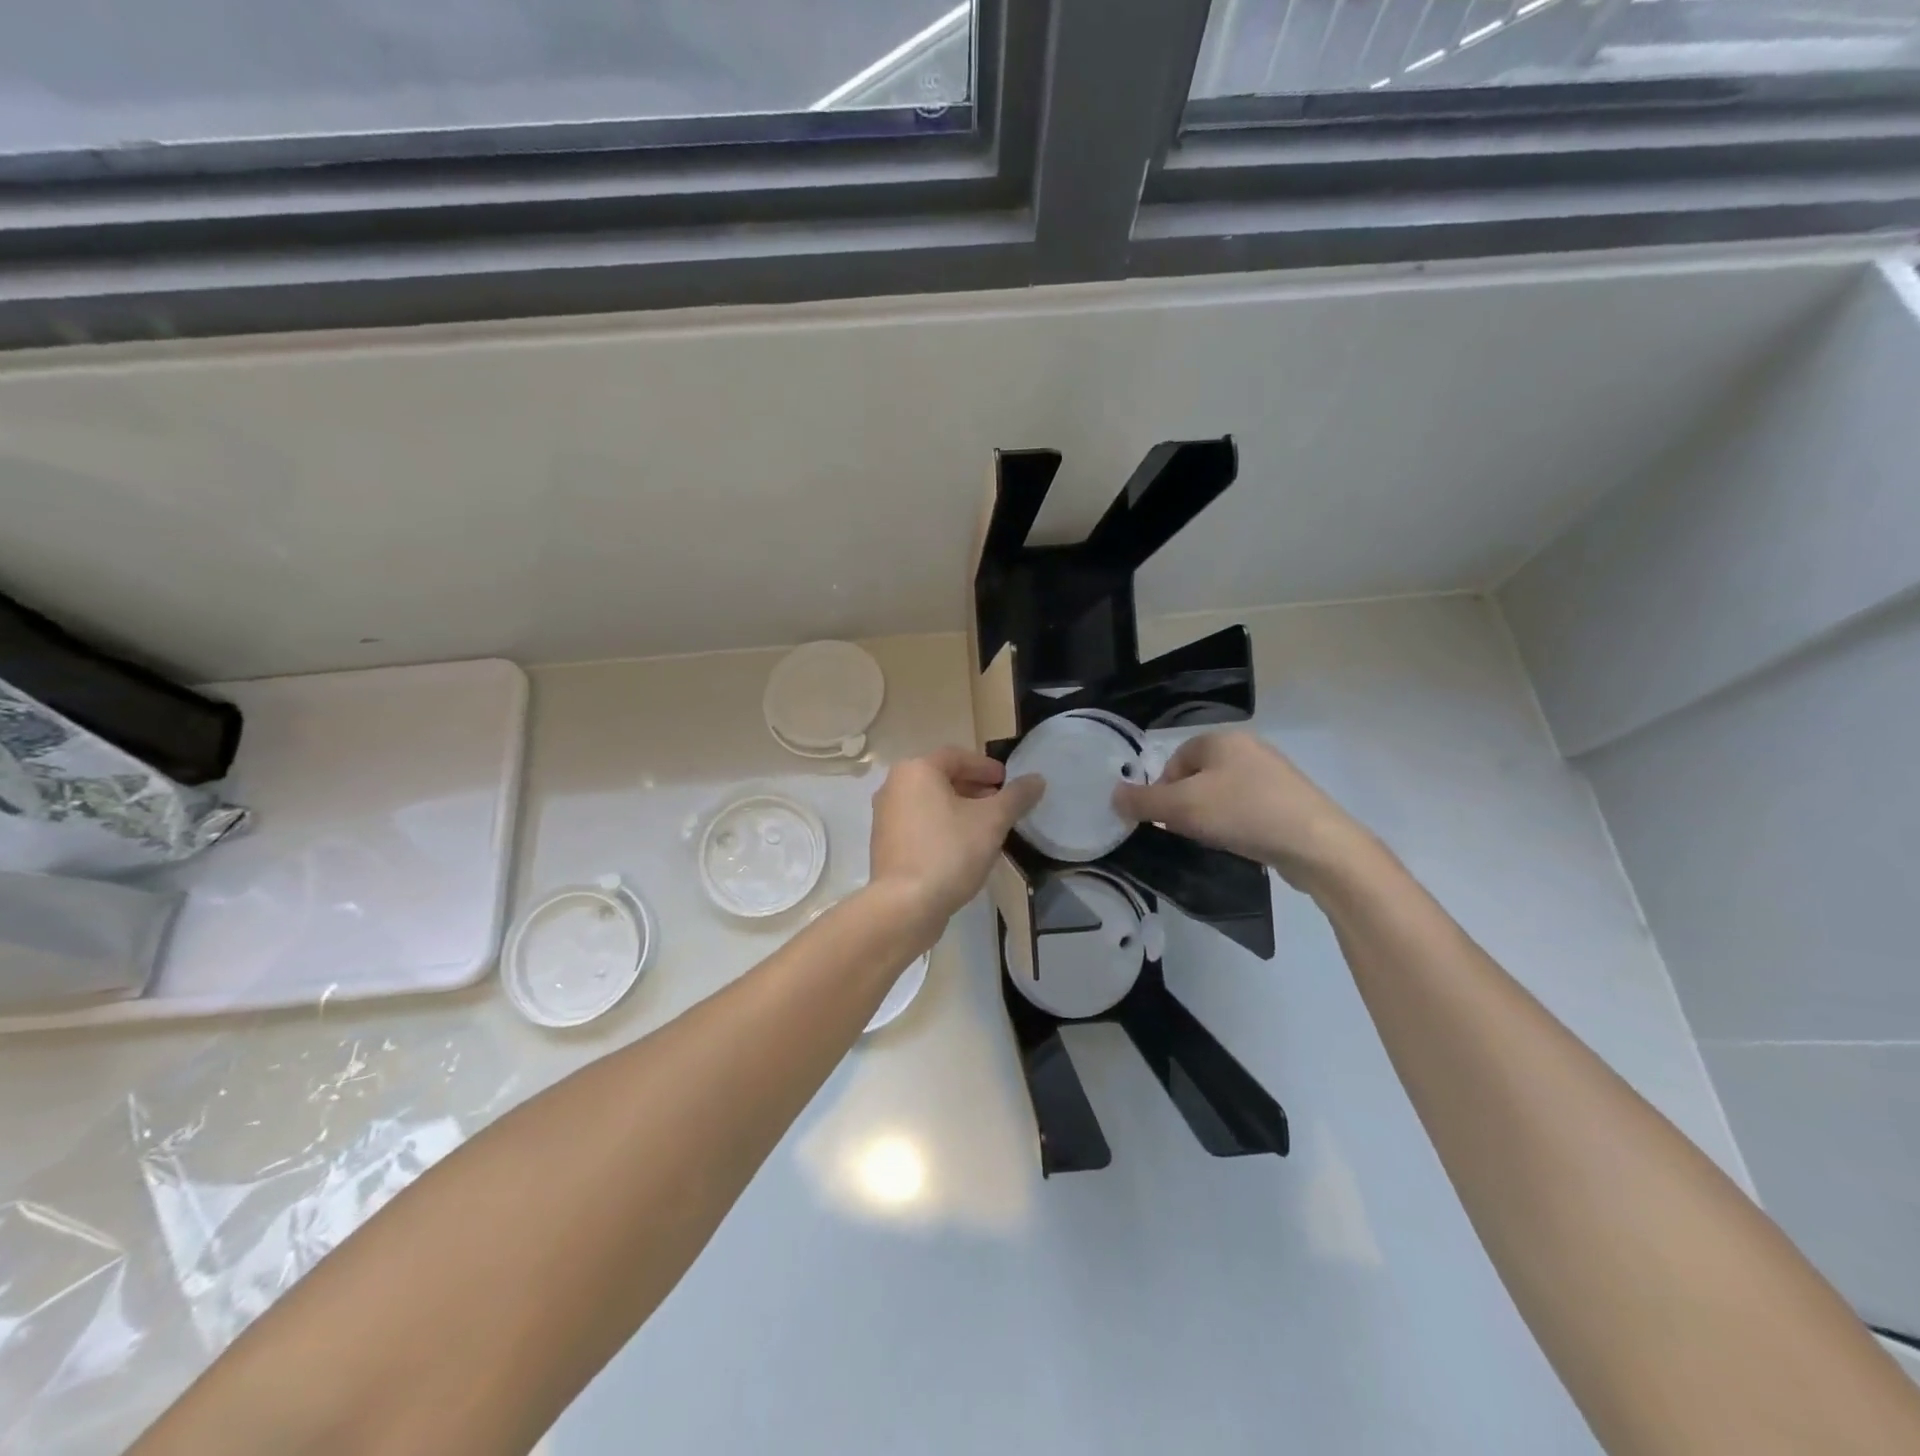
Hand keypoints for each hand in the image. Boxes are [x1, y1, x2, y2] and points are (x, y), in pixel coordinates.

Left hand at [869, 747, 1044, 929]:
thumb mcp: (992, 821)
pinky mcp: (885, 844)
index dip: (986, 766)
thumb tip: (1037, 779)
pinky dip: (941, 826)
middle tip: (999, 803)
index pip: (957, 756)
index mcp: (916, 770)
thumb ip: (1016, 797)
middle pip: (941, 778)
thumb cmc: (949, 851)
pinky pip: (919, 824)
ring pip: (929, 802)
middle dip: (973, 788)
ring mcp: (885, 816)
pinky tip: (962, 847)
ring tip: (985, 826)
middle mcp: (894, 786)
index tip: (1007, 781)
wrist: (905, 905)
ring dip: (958, 808)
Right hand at [1113, 730, 1372, 890]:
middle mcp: (1248, 748)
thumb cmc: (1243, 813)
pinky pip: (1247, 808)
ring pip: (1222, 794)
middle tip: (1185, 832)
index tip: (1163, 819)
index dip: (1162, 790)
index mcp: (1222, 739)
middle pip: (1197, 777)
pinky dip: (1236, 824)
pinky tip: (1240, 844)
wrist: (1316, 844)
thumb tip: (1113, 795)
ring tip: (1214, 840)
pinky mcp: (1290, 800)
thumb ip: (1142, 801)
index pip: (1175, 759)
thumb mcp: (1181, 808)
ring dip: (1209, 817)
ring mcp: (1273, 774)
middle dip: (1185, 805)